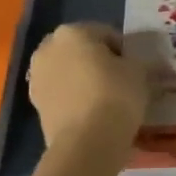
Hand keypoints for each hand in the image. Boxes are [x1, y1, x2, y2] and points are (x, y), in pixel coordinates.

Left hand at [27, 23, 148, 149]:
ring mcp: (37, 79)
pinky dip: (76, 100)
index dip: (125, 51)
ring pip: (70, 73)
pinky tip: (94, 114)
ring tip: (108, 100)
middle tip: (122, 81)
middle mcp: (48, 49)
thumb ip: (138, 62)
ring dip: (85, 81)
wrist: (86, 143)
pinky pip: (63, 95)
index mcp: (72, 32)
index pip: (106, 34)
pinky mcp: (36, 106)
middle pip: (82, 51)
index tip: (137, 69)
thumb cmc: (115, 95)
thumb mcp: (139, 72)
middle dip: (99, 63)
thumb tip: (139, 66)